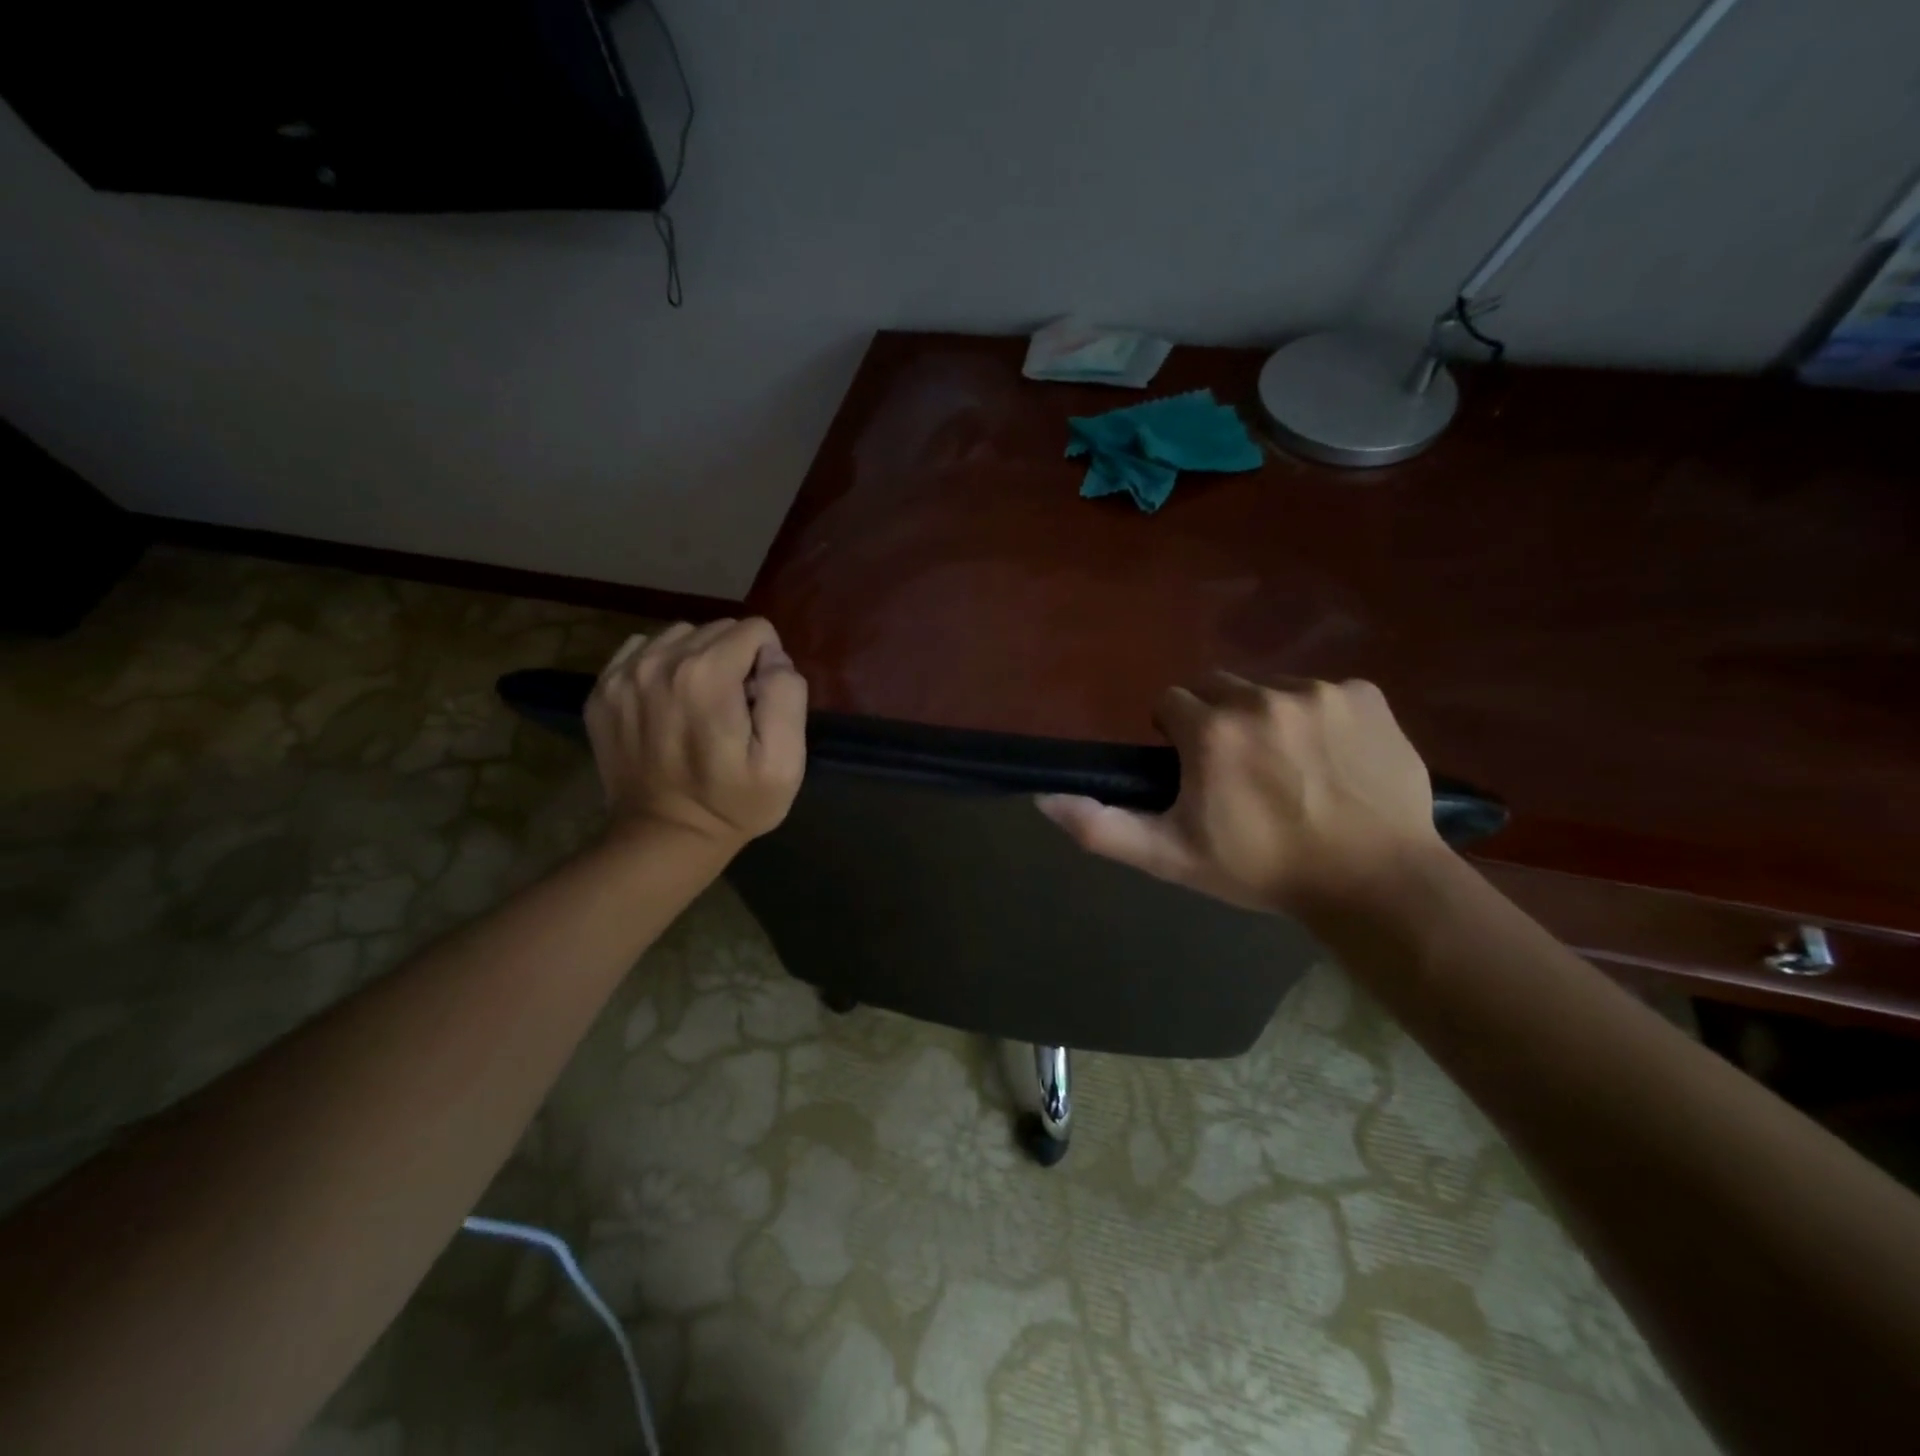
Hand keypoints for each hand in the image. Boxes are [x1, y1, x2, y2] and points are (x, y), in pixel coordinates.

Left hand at [585, 618, 807, 853]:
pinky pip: (642, 651)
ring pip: (680, 636)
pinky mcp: (602, 690)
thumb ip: (787, 695)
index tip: (760, 703)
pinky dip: (662, 667)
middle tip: (733, 709)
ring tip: (701, 705)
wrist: (663, 837)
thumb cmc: (734, 803)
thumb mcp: (784, 762)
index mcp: (707, 675)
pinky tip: (668, 703)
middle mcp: (660, 661)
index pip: (755, 630)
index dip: (768, 663)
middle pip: (717, 630)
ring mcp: (623, 675)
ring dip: (699, 660)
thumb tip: (773, 658)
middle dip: (735, 659)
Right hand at [1038, 673, 1441, 916]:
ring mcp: (1320, 691)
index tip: (1195, 771)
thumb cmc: (1263, 870)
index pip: (1171, 701)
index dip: (1176, 736)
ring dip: (1268, 717)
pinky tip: (1335, 760)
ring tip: (1290, 769)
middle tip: (1240, 773)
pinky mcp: (1367, 695)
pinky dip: (1322, 717)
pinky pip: (1327, 691)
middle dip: (1218, 720)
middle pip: (1219, 687)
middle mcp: (1262, 696)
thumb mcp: (1171, 857)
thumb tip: (1044, 798)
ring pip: (1271, 687)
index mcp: (1212, 730)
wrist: (1375, 884)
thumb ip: (1102, 826)